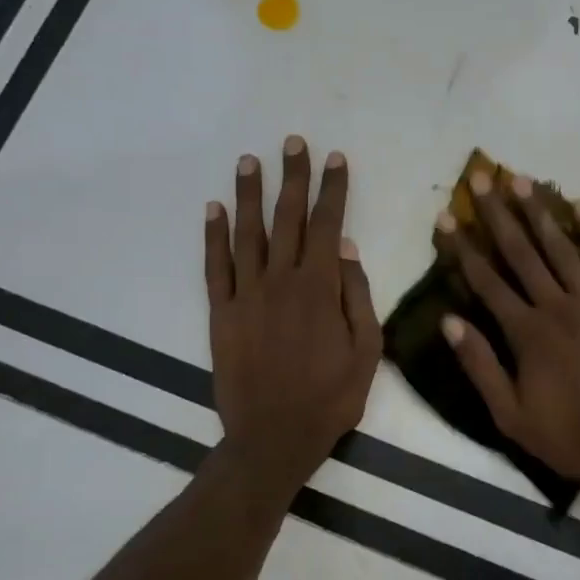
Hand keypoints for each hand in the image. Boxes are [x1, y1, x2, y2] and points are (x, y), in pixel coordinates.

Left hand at [205, 136, 380, 493]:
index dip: (333, 189)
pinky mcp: (221, 313)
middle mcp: (281, 281)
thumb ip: (359, 296)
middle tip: (293, 142)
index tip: (336, 159)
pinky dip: (213, 235)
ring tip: (249, 161)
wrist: (274, 437)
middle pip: (288, 218)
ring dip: (249, 194)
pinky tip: (213, 208)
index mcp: (321, 288)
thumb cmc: (330, 397)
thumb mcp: (367, 352)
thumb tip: (349, 249)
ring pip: (247, 233)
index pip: (329, 225)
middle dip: (293, 177)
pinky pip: (215, 266)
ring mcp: (246, 295)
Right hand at [438, 170, 579, 493]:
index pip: (486, 282)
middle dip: (497, 215)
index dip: (462, 248)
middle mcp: (556, 306)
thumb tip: (449, 321)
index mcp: (526, 333)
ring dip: (540, 213)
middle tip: (481, 177)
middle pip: (521, 253)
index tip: (445, 217)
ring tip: (522, 180)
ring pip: (561, 248)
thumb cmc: (575, 437)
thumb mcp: (512, 416)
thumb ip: (480, 366)